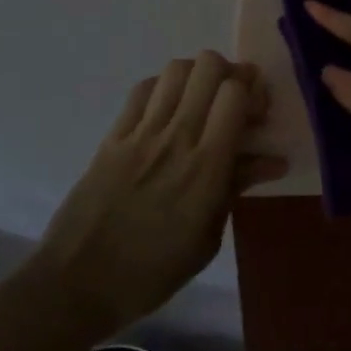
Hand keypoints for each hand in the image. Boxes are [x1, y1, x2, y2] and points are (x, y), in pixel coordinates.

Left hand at [34, 52, 285, 335]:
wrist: (76, 284)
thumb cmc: (152, 272)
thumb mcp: (207, 239)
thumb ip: (237, 187)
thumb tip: (274, 160)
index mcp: (206, 167)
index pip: (235, 94)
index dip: (253, 91)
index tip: (257, 114)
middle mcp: (176, 138)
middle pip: (208, 67)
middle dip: (230, 74)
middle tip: (233, 100)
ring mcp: (140, 132)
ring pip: (175, 69)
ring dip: (197, 77)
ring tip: (201, 102)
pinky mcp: (113, 135)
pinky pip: (143, 90)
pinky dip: (163, 88)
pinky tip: (167, 110)